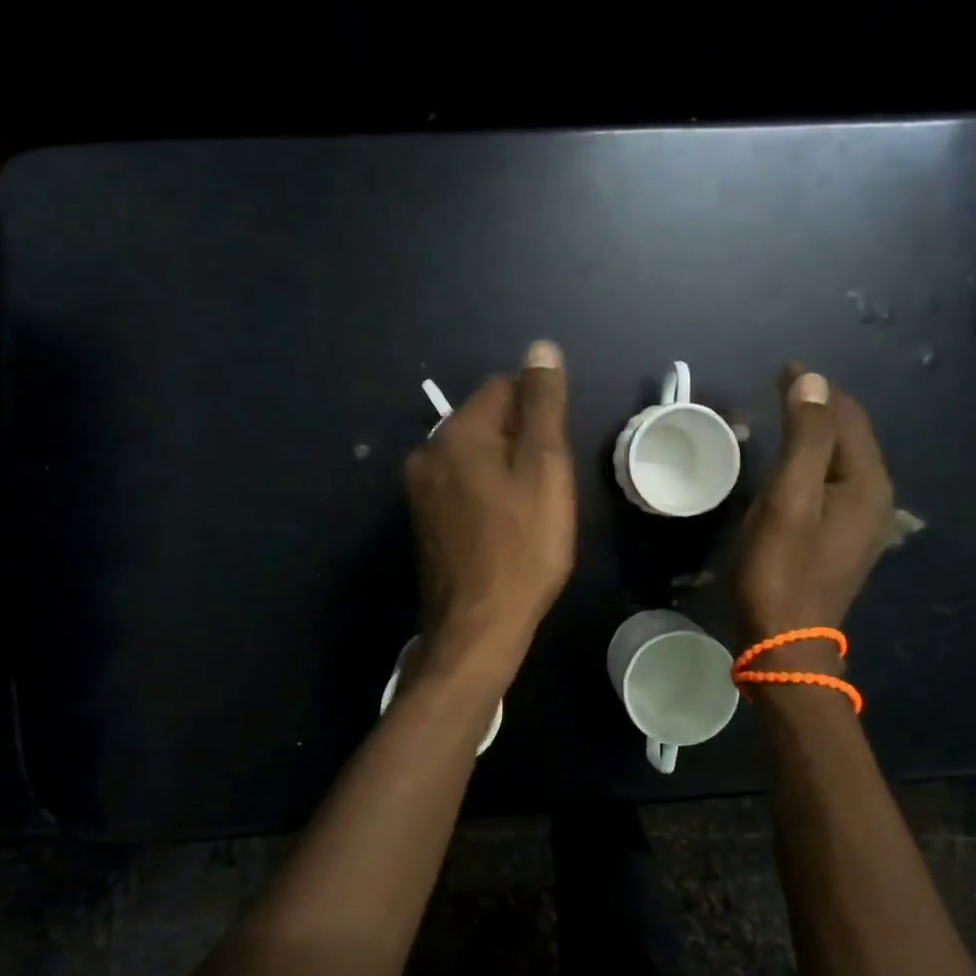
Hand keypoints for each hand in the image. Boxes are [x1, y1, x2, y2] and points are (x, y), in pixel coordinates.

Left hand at [404, 341, 575, 670]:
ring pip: (475, 455)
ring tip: (529, 510)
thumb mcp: (544, 469)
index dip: (538, 411)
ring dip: (505, 468)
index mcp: (456, 433)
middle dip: (521, 441)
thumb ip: (542, 405)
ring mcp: (419, 489)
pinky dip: (486, 492)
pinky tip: (505, 526)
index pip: (503, 387)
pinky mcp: (423, 519)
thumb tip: (540, 349)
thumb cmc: (522, 547)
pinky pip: (461, 485)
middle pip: (487, 421)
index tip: (556, 453)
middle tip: (547, 486)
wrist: (477, 627)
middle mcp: (428, 452)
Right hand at [735, 366, 894, 646]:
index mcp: (866, 483)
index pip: (846, 416)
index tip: (782, 366)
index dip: (816, 388)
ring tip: (787, 412)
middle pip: (851, 435)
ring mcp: (861, 521)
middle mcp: (875, 497)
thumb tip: (813, 382)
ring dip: (818, 431)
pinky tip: (796, 462)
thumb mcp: (789, 499)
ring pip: (843, 459)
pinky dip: (815, 460)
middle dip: (820, 405)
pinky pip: (834, 481)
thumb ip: (805, 439)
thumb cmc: (781, 570)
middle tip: (782, 383)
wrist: (784, 641)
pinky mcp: (843, 538)